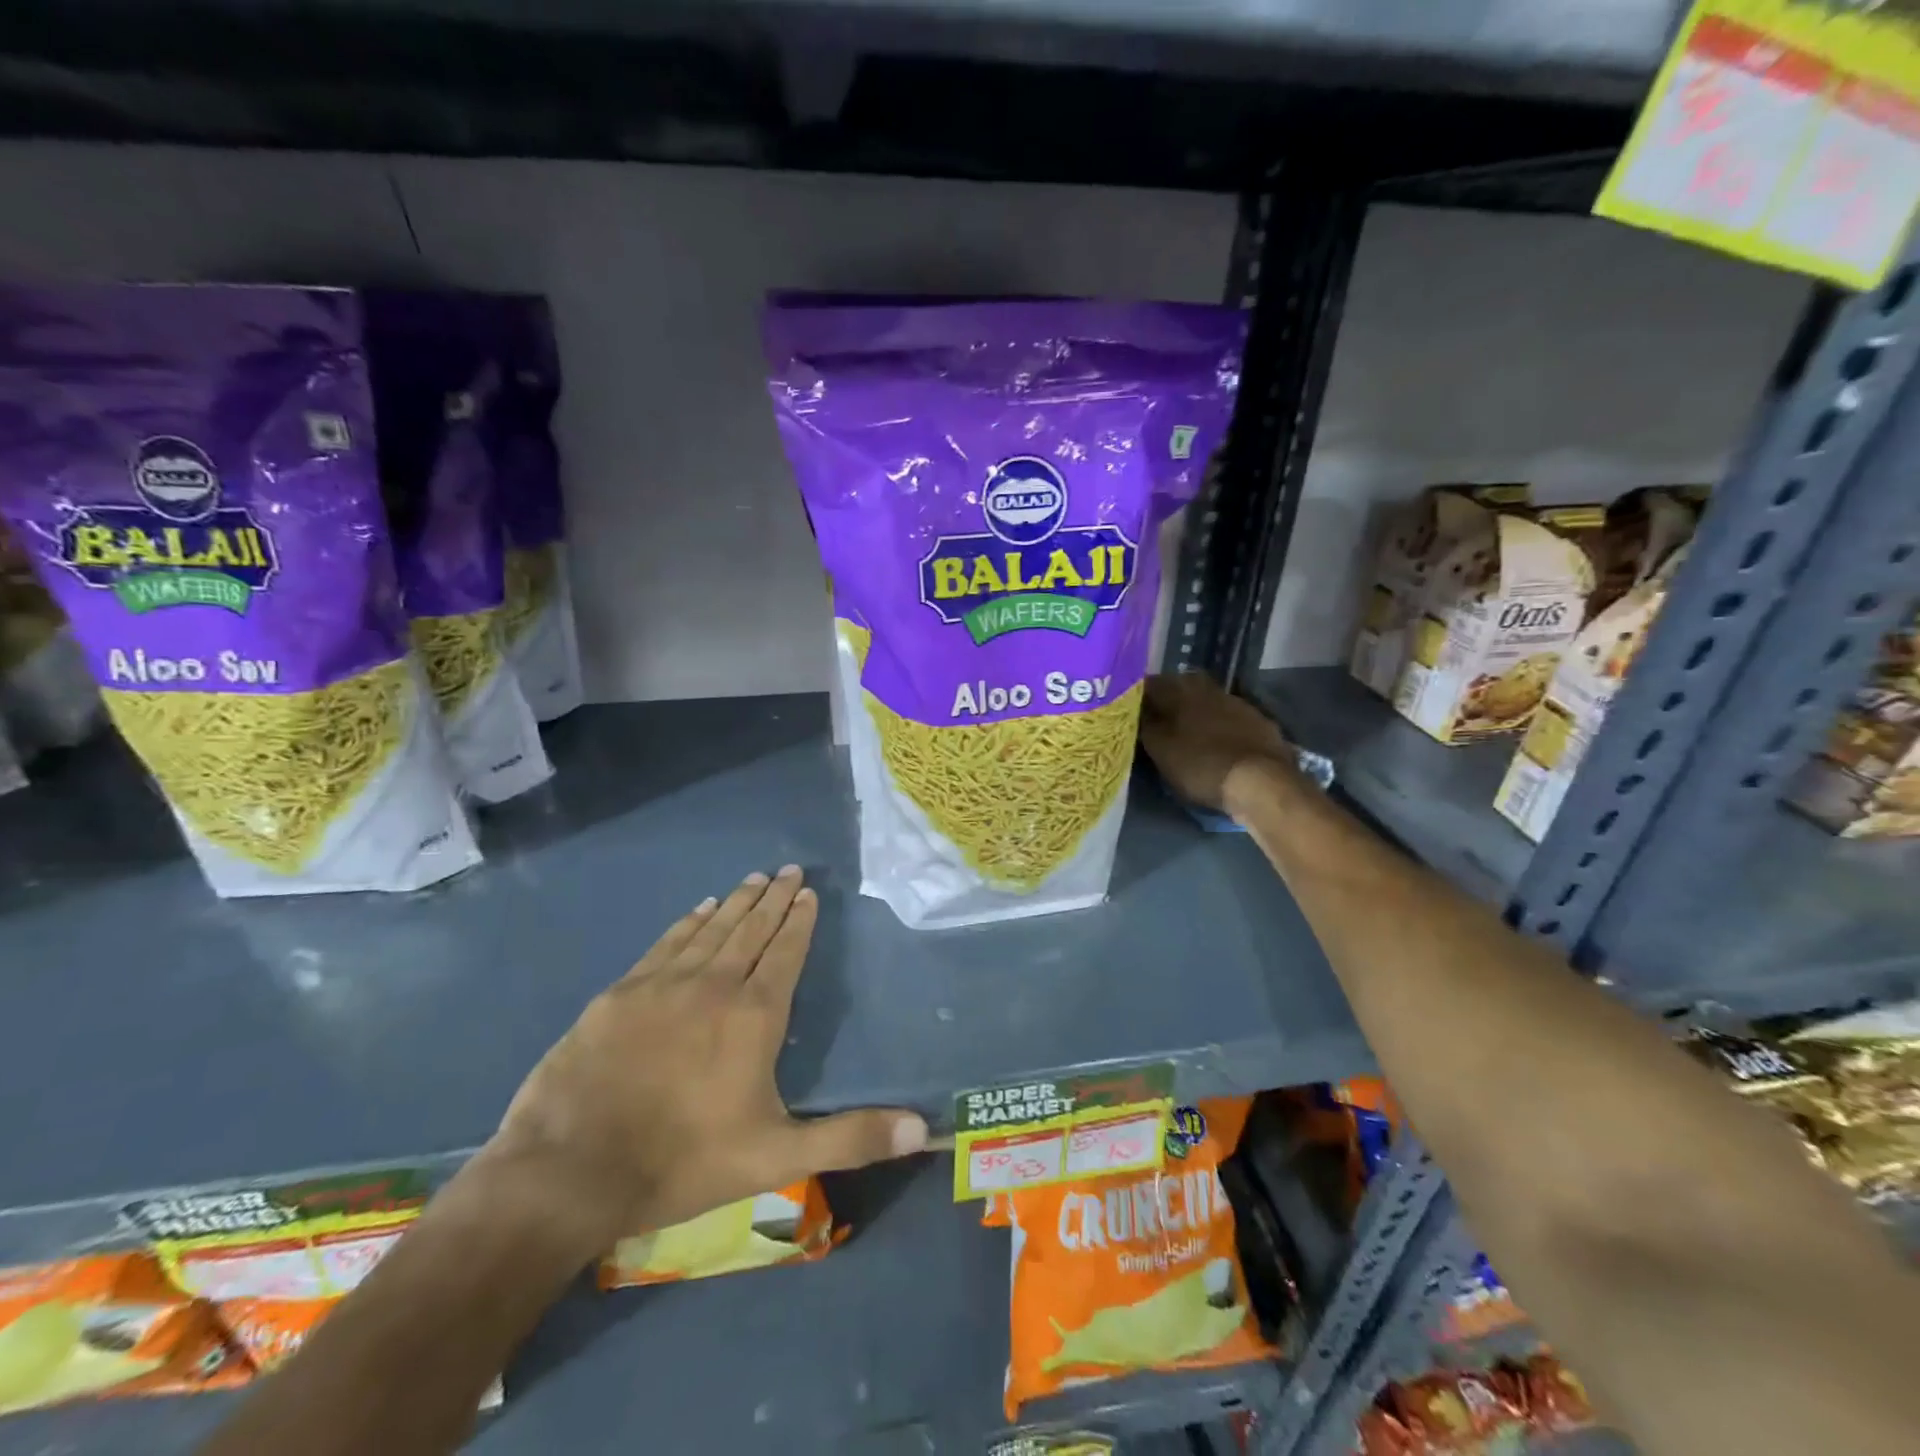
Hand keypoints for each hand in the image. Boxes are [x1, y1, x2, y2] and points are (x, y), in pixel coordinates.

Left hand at [477, 866, 927, 1257]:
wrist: (570, 1169)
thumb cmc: (683, 1161)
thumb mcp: (778, 1157)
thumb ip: (851, 1138)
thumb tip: (924, 1129)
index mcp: (755, 1015)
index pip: (785, 952)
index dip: (800, 921)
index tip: (809, 893)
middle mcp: (715, 984)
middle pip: (752, 929)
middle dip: (774, 898)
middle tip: (788, 870)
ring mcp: (664, 984)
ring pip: (711, 929)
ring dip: (735, 902)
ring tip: (753, 878)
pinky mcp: (622, 993)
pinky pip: (666, 943)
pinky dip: (688, 923)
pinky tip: (698, 909)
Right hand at [1138, 672, 1298, 816]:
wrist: (1261, 782)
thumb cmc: (1201, 765)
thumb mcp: (1160, 750)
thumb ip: (1145, 726)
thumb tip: (1136, 711)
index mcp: (1180, 690)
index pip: (1150, 684)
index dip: (1138, 697)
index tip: (1130, 711)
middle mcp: (1208, 688)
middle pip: (1180, 688)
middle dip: (1168, 701)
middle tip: (1157, 721)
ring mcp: (1237, 703)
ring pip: (1207, 701)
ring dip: (1195, 712)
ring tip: (1187, 733)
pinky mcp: (1259, 721)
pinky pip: (1229, 717)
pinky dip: (1219, 725)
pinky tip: (1217, 741)